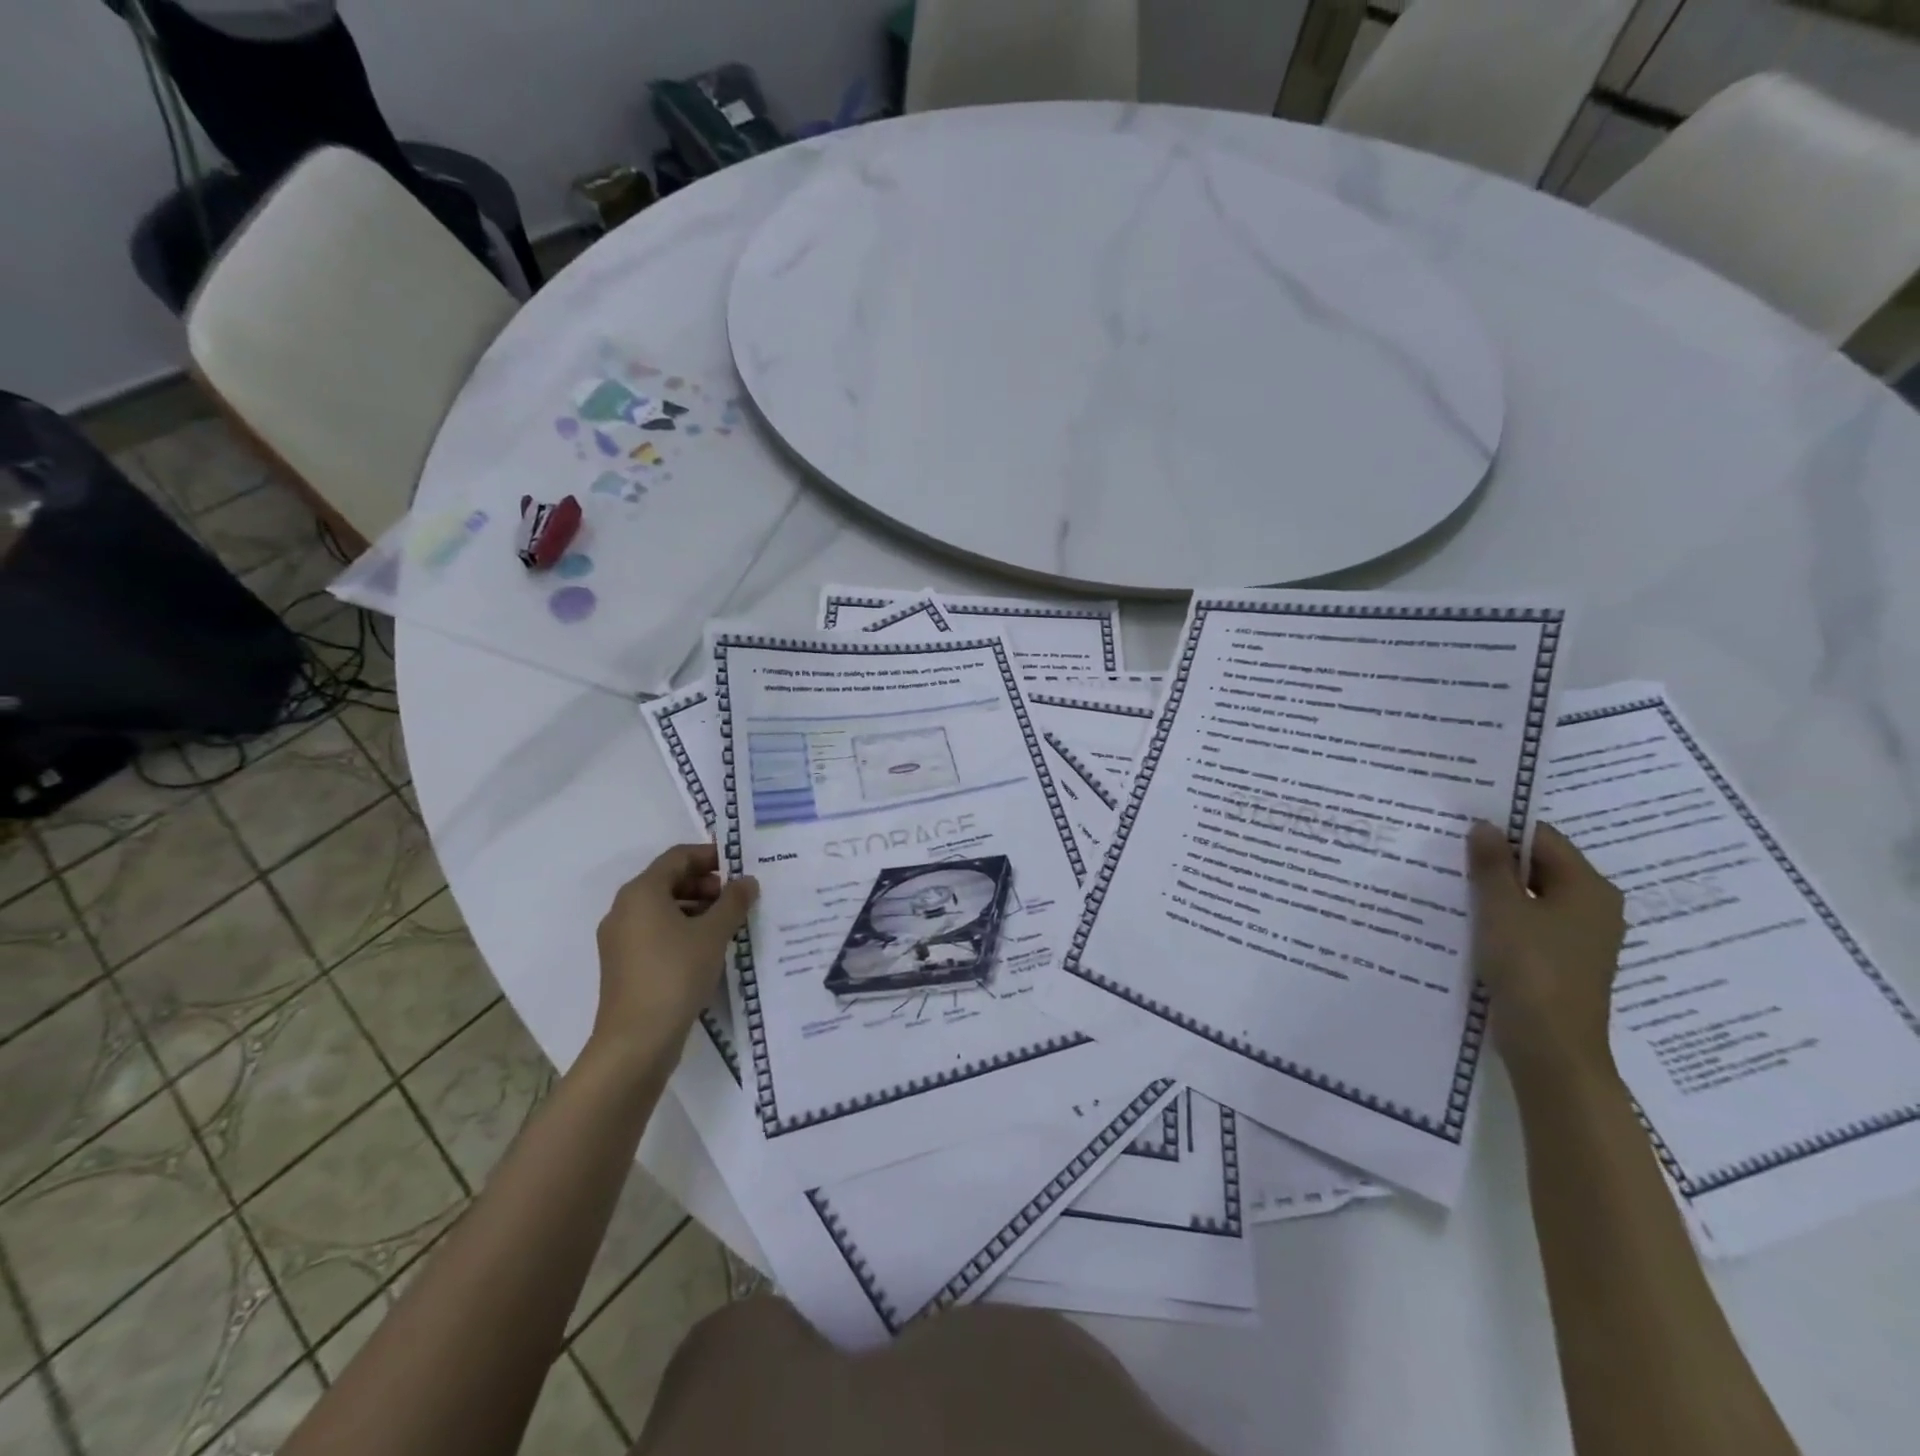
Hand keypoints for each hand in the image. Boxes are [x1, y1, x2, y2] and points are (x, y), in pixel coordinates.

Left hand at [589, 843, 756, 1070]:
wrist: (636, 1040)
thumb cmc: (676, 974)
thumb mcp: (714, 934)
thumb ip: (733, 902)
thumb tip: (747, 881)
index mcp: (642, 892)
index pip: (677, 857)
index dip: (710, 856)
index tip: (740, 867)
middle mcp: (624, 909)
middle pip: (668, 881)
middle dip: (705, 884)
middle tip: (736, 898)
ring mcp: (620, 938)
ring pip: (662, 908)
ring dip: (696, 908)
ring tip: (728, 924)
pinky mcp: (624, 964)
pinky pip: (656, 932)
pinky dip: (682, 929)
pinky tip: (708, 948)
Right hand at [1465, 820, 1624, 1084]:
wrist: (1551, 1047)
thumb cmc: (1530, 968)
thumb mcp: (1501, 909)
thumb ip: (1491, 865)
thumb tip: (1484, 826)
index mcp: (1589, 888)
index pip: (1543, 839)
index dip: (1502, 829)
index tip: (1459, 826)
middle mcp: (1594, 907)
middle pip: (1540, 867)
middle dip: (1495, 861)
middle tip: (1447, 852)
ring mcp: (1581, 937)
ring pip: (1532, 897)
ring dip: (1496, 890)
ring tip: (1450, 884)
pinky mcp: (1563, 961)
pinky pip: (1530, 923)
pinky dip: (1502, 917)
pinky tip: (1468, 920)